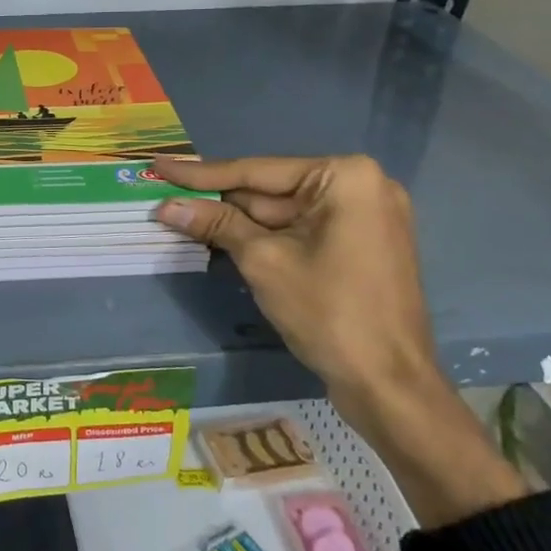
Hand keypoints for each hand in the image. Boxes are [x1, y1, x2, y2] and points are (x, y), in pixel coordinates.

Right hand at [152, 155, 436, 411]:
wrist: (390, 384)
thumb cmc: (329, 312)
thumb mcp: (263, 261)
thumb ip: (215, 224)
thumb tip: (166, 206)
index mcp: (345, 177)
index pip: (256, 171)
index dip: (201, 173)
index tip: (160, 165)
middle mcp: (360, 185)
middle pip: (269, 190)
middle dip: (218, 200)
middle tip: (164, 195)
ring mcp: (364, 216)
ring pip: (282, 213)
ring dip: (235, 220)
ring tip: (180, 215)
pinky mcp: (360, 244)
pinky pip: (301, 230)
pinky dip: (264, 236)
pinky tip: (219, 236)